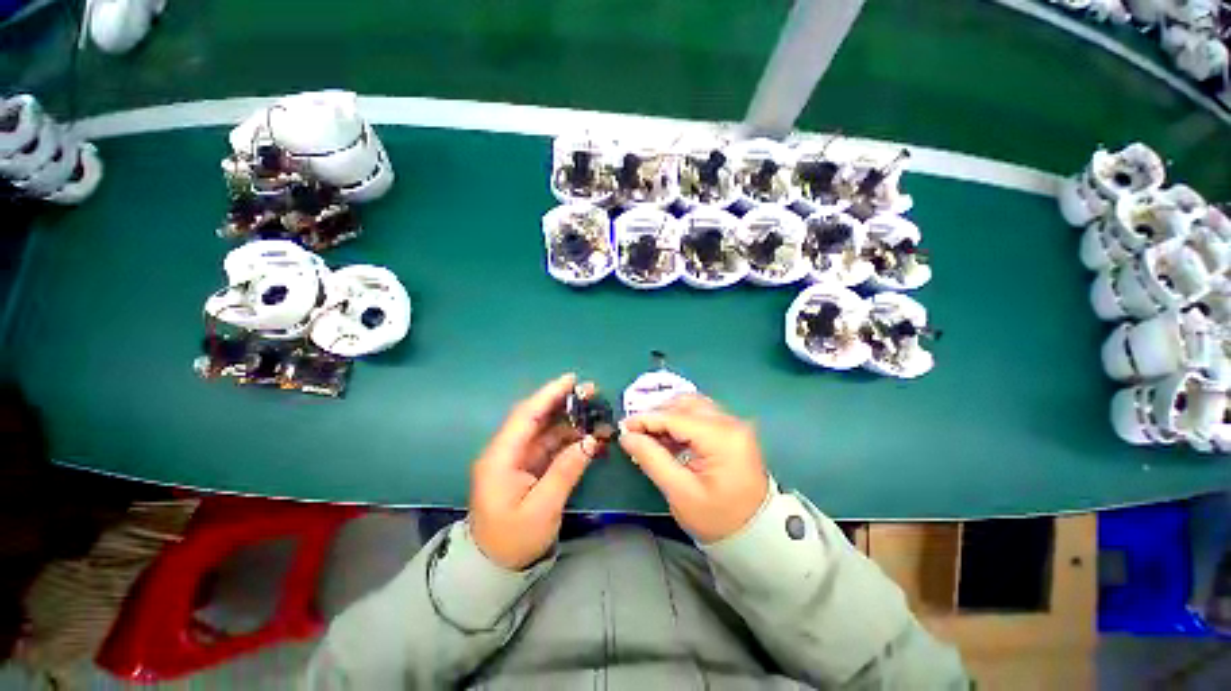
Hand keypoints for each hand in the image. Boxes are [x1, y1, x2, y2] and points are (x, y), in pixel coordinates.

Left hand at [469, 373, 600, 569]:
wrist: (495, 568)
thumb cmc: (513, 541)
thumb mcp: (543, 508)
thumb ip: (566, 471)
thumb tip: (590, 441)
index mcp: (500, 458)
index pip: (526, 416)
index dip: (548, 395)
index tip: (571, 380)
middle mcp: (506, 452)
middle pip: (535, 418)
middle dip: (561, 402)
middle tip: (591, 392)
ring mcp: (516, 459)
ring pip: (544, 430)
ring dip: (568, 419)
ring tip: (594, 411)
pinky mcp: (526, 467)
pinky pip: (549, 445)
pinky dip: (567, 438)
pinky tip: (586, 435)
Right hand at [620, 395, 768, 543]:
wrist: (756, 534)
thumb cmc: (717, 519)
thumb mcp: (680, 492)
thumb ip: (652, 459)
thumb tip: (627, 436)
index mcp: (721, 437)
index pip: (675, 417)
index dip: (646, 419)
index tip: (624, 426)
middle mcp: (731, 422)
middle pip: (685, 403)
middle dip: (658, 413)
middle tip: (637, 431)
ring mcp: (734, 424)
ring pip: (693, 404)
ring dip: (669, 414)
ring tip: (651, 434)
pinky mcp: (733, 430)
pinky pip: (701, 414)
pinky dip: (682, 420)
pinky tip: (668, 437)